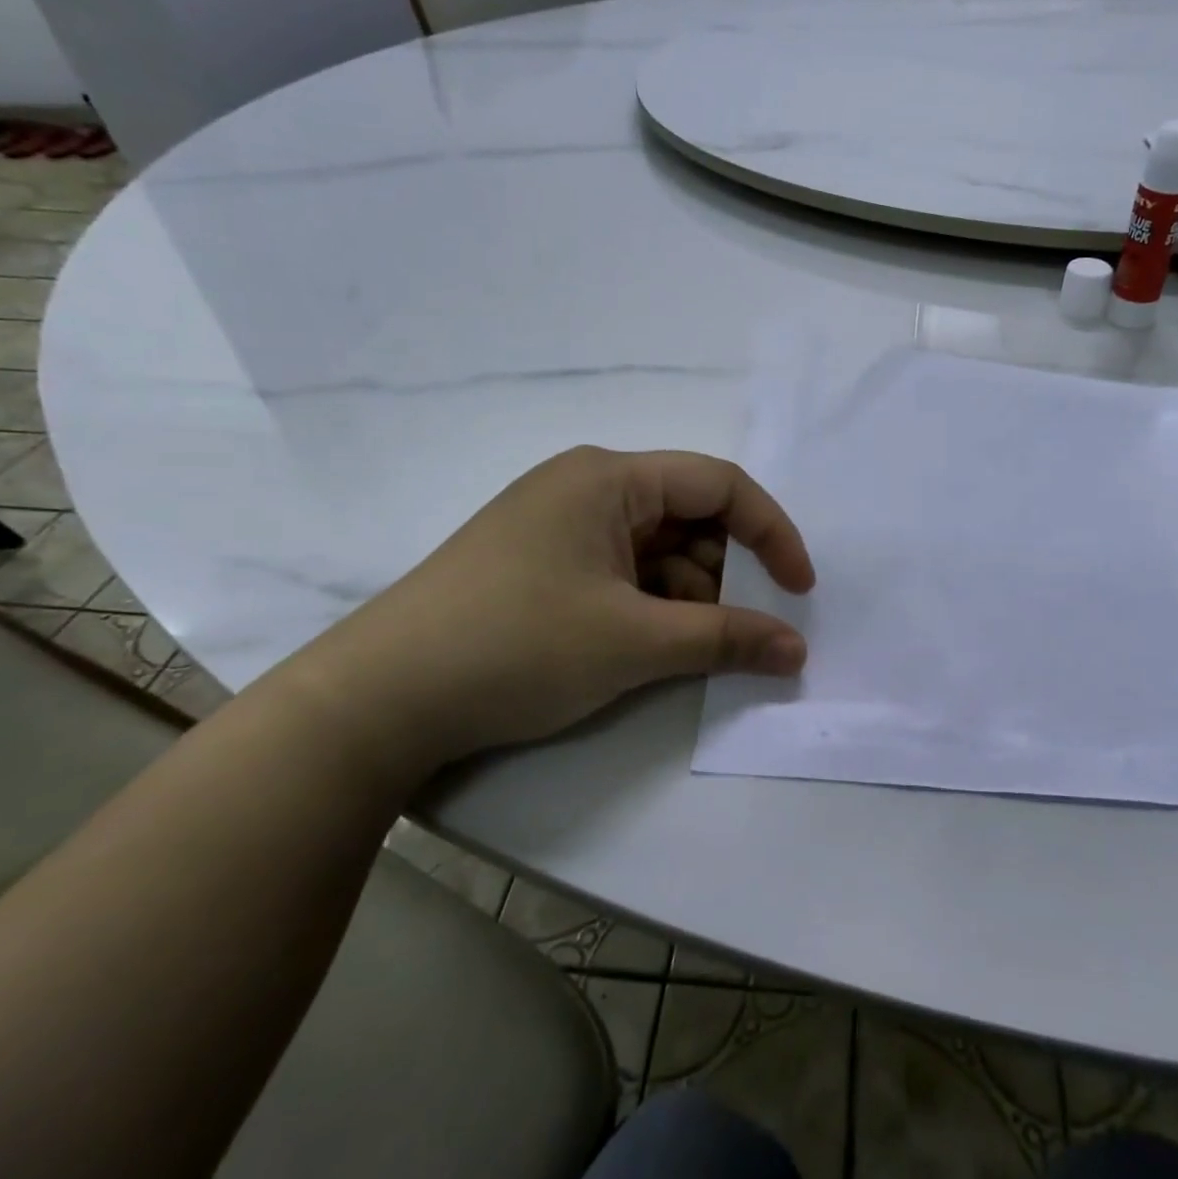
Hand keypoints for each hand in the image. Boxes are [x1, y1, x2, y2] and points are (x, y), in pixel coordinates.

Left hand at [271, 447, 814, 774]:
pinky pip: (620, 569)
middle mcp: (586, 486)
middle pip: (688, 515)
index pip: (719, 484)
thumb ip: (726, 639)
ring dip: (686, 594)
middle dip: (724, 572)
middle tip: (733, 631)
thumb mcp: (633, 642)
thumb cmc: (516, 647)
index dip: (771, 532)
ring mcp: (559, 524)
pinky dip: (648, 604)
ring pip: (655, 548)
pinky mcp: (540, 561)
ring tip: (681, 649)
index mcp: (609, 477)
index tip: (799, 590)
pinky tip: (642, 646)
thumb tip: (796, 650)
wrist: (378, 701)